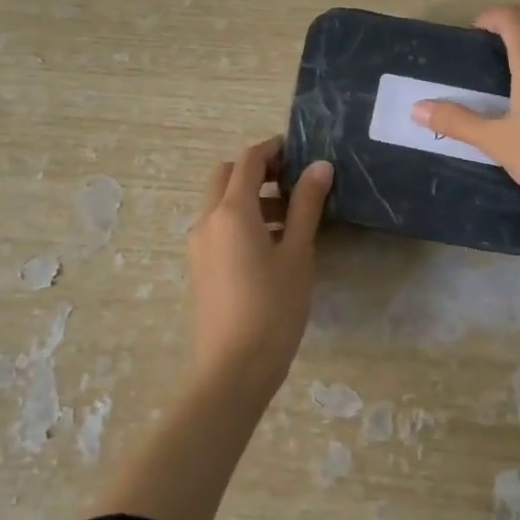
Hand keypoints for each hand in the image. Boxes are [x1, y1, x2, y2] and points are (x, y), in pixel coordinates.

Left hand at [184, 136, 332, 393]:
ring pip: (221, 201)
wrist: (233, 371)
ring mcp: (199, 244)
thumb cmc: (273, 308)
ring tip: (291, 216)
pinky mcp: (200, 266)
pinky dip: (241, 219)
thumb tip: (320, 166)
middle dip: (258, 170)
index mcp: (231, 210)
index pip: (249, 160)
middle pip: (227, 175)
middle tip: (294, 180)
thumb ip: (306, 205)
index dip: (274, 149)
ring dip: (251, 196)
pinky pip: (218, 226)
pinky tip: (272, 244)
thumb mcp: (297, 253)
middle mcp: (207, 219)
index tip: (301, 150)